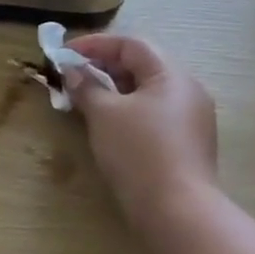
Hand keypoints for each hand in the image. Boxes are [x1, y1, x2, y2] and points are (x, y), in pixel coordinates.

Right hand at [63, 34, 218, 232]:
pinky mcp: (186, 143)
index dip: (95, 44)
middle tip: (71, 77)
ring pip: (147, 91)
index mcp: (172, 75)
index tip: (63, 53)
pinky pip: (153, 113)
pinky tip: (107, 126)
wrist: (176, 209)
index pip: (131, 44)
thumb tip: (73, 71)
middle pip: (142, 66)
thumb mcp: (104, 115)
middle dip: (103, 66)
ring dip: (113, 90)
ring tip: (84, 100)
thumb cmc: (138, 151)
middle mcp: (188, 90)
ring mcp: (191, 118)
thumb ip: (87, 87)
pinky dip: (126, 110)